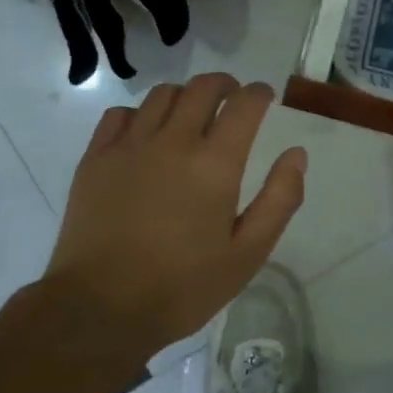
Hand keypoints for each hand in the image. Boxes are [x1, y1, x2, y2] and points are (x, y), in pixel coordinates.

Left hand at [44, 75, 307, 353]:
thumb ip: (279, 199)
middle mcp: (173, 141)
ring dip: (185, 96)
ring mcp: (129, 146)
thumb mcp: (248, 254)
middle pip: (202, 88)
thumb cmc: (183, 287)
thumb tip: (296, 154)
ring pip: (161, 95)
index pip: (244, 104)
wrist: (101, 308)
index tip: (265, 98)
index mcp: (215, 164)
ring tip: (191, 113)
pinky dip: (141, 112)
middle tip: (232, 98)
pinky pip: (120, 113)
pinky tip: (146, 133)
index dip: (259, 94)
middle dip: (225, 85)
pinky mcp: (96, 158)